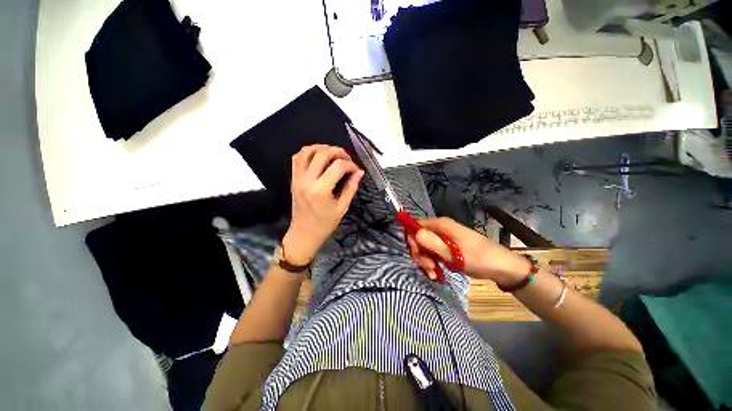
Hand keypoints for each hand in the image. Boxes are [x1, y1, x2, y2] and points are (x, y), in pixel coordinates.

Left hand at [282, 145, 363, 264]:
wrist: (304, 233)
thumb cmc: (325, 224)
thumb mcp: (342, 208)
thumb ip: (351, 188)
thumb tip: (359, 172)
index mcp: (321, 190)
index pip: (338, 166)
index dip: (350, 165)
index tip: (356, 170)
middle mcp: (307, 181)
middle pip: (322, 154)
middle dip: (338, 151)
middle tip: (347, 159)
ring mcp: (298, 178)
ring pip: (307, 151)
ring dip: (322, 148)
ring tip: (333, 153)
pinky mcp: (293, 179)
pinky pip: (297, 158)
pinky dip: (308, 152)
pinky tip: (318, 156)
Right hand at [406, 217, 530, 285]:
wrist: (501, 267)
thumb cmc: (479, 258)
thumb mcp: (454, 254)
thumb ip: (432, 243)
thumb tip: (414, 233)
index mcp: (441, 225)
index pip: (416, 225)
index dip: (412, 238)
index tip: (416, 254)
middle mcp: (440, 229)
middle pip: (419, 237)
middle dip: (420, 253)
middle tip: (428, 267)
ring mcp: (443, 238)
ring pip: (424, 247)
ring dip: (425, 261)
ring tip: (433, 273)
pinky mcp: (446, 247)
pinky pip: (432, 253)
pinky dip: (432, 263)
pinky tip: (436, 273)